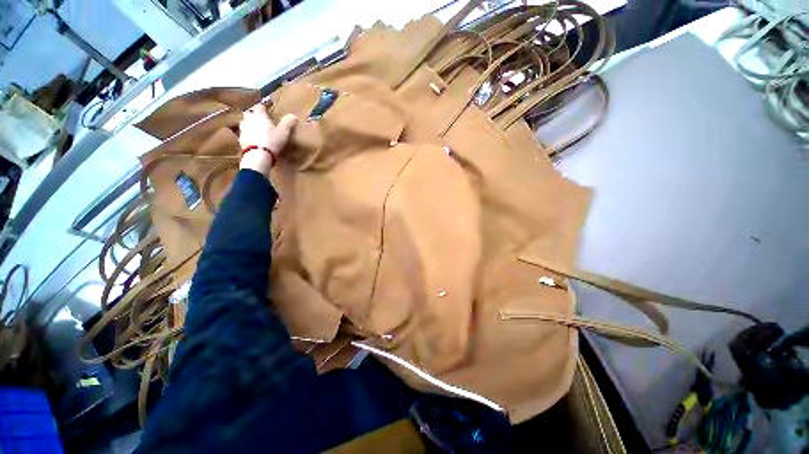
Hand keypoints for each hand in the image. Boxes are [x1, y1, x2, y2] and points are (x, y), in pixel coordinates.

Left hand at [239, 104, 296, 176]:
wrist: (258, 155)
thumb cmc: (272, 141)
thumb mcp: (284, 132)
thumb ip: (288, 123)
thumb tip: (293, 116)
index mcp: (259, 115)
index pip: (260, 106)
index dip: (264, 107)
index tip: (268, 110)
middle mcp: (248, 119)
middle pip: (249, 113)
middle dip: (255, 115)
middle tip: (262, 120)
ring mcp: (243, 129)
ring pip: (246, 123)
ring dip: (251, 125)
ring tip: (258, 130)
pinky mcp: (241, 140)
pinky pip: (245, 134)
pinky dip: (249, 135)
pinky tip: (255, 140)